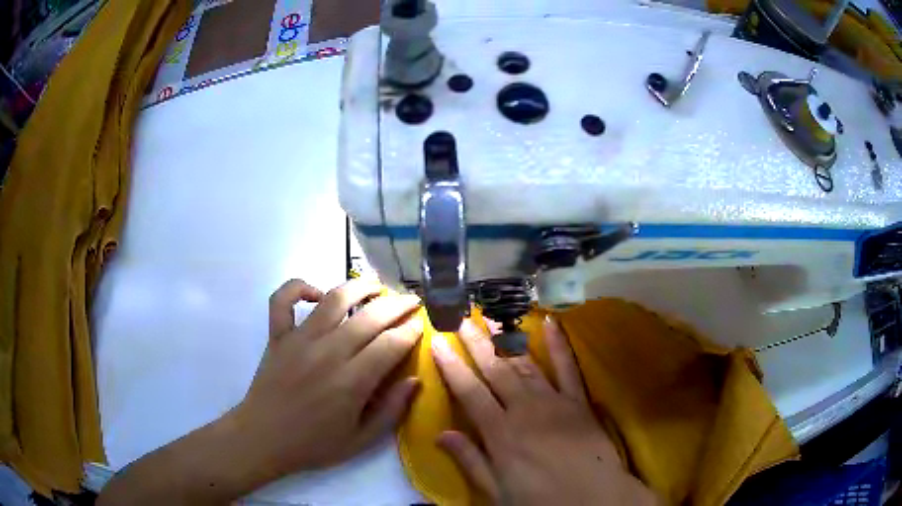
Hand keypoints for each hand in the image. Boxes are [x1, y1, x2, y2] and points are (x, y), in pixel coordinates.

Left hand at [229, 278, 423, 476]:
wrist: (263, 439)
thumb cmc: (313, 444)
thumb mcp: (361, 440)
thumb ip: (391, 411)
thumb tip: (415, 380)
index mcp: (351, 382)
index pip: (391, 344)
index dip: (411, 330)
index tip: (422, 324)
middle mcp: (327, 352)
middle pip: (370, 316)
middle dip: (398, 304)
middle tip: (412, 301)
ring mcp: (299, 339)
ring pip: (334, 298)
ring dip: (360, 287)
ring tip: (377, 287)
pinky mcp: (277, 335)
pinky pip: (283, 300)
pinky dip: (299, 287)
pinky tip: (317, 293)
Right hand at [432, 318, 657, 505]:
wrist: (593, 498)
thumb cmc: (540, 499)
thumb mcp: (496, 490)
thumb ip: (469, 460)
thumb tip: (441, 435)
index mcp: (500, 432)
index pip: (469, 391)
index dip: (451, 366)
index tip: (437, 342)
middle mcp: (524, 409)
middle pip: (495, 369)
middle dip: (476, 342)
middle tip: (461, 318)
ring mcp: (554, 401)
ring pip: (525, 364)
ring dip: (507, 339)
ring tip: (492, 317)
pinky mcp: (578, 401)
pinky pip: (568, 367)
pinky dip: (559, 345)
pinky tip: (550, 322)